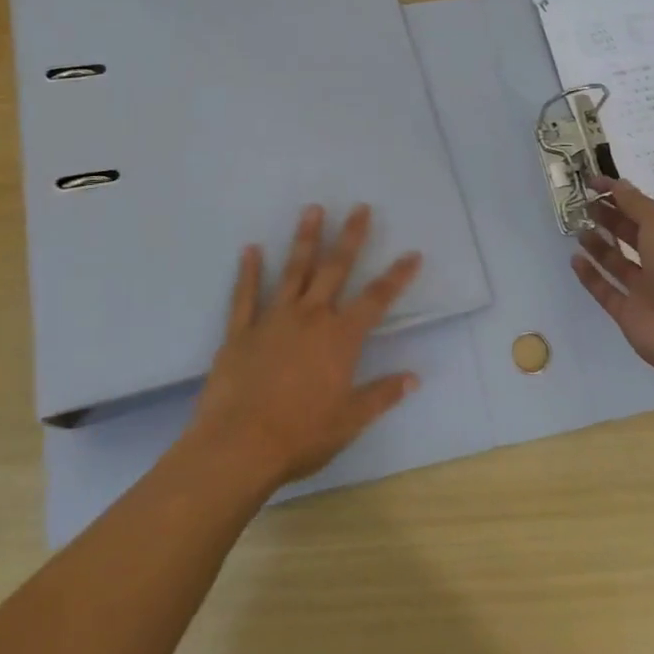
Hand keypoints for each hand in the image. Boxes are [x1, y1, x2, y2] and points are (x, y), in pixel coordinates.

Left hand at [187, 204, 421, 494]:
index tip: (413, 253)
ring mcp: (273, 320)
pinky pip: (245, 295)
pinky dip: (248, 271)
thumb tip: (414, 378)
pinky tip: (250, 249)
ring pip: (293, 271)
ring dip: (304, 239)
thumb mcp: (350, 420)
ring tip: (312, 209)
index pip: (377, 299)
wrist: (239, 446)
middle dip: (350, 237)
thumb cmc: (301, 435)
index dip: (397, 275)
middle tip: (359, 207)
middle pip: (335, 269)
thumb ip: (381, 395)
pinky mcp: (241, 331)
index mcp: (340, 338)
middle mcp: (310, 318)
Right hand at [570, 175, 653, 382]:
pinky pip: (606, 291)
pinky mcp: (630, 314)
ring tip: (578, 229)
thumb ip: (635, 204)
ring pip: (619, 264)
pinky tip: (575, 259)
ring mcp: (648, 290)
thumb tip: (617, 183)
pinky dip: (591, 276)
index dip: (621, 196)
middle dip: (609, 219)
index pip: (646, 212)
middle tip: (583, 204)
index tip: (593, 183)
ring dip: (599, 246)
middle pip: (632, 236)